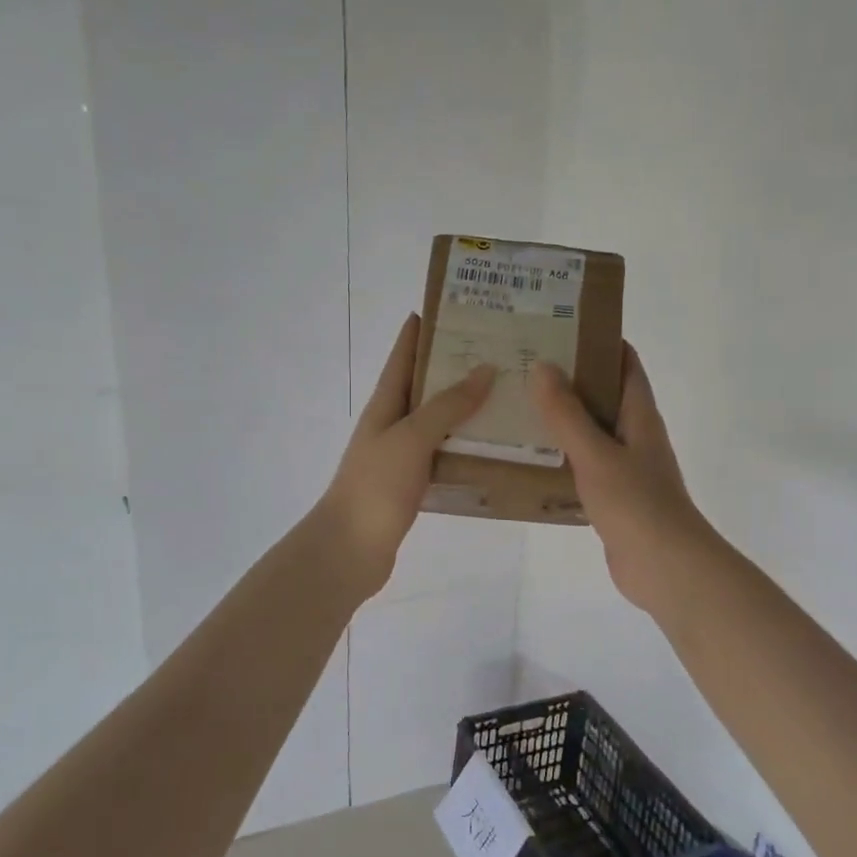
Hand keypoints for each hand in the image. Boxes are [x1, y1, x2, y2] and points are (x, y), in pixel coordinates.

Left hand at [316, 314, 494, 599]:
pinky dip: (466, 444)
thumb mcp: (412, 437)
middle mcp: (392, 423)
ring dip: (466, 406)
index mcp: (385, 404)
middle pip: (424, 385)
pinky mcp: (413, 483)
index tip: (453, 307)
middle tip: (498, 350)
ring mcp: (402, 455)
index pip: (403, 355)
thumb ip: (447, 405)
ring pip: (438, 420)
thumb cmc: (376, 485)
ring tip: (506, 392)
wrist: (350, 549)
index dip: (421, 330)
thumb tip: (484, 369)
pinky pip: (444, 452)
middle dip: (455, 365)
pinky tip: (494, 444)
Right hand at [528, 345, 719, 613]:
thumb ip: (567, 413)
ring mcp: (625, 467)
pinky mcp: (613, 496)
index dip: (600, 340)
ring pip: (591, 431)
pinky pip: (584, 465)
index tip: (560, 326)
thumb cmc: (635, 503)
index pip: (625, 363)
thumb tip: (542, 366)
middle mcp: (635, 435)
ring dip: (562, 418)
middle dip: (570, 378)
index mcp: (639, 415)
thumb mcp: (595, 453)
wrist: (664, 567)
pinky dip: (561, 455)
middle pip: (603, 394)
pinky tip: (529, 457)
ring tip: (518, 405)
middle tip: (524, 364)